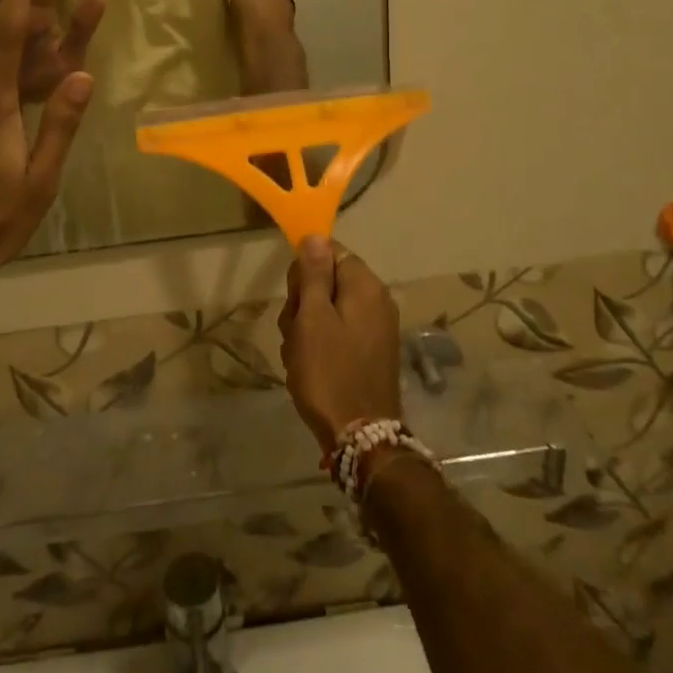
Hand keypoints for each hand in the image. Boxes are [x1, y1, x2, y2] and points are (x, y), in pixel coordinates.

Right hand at [277, 237, 402, 454]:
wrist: (360, 437)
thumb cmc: (329, 372)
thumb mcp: (312, 318)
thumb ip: (313, 274)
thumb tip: (315, 235)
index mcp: (365, 286)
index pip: (330, 252)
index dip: (305, 272)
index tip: (296, 301)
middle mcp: (377, 300)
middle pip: (327, 281)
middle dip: (303, 304)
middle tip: (296, 333)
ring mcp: (376, 328)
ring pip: (327, 310)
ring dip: (306, 329)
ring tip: (301, 357)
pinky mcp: (371, 352)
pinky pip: (338, 333)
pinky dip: (320, 346)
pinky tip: (311, 369)